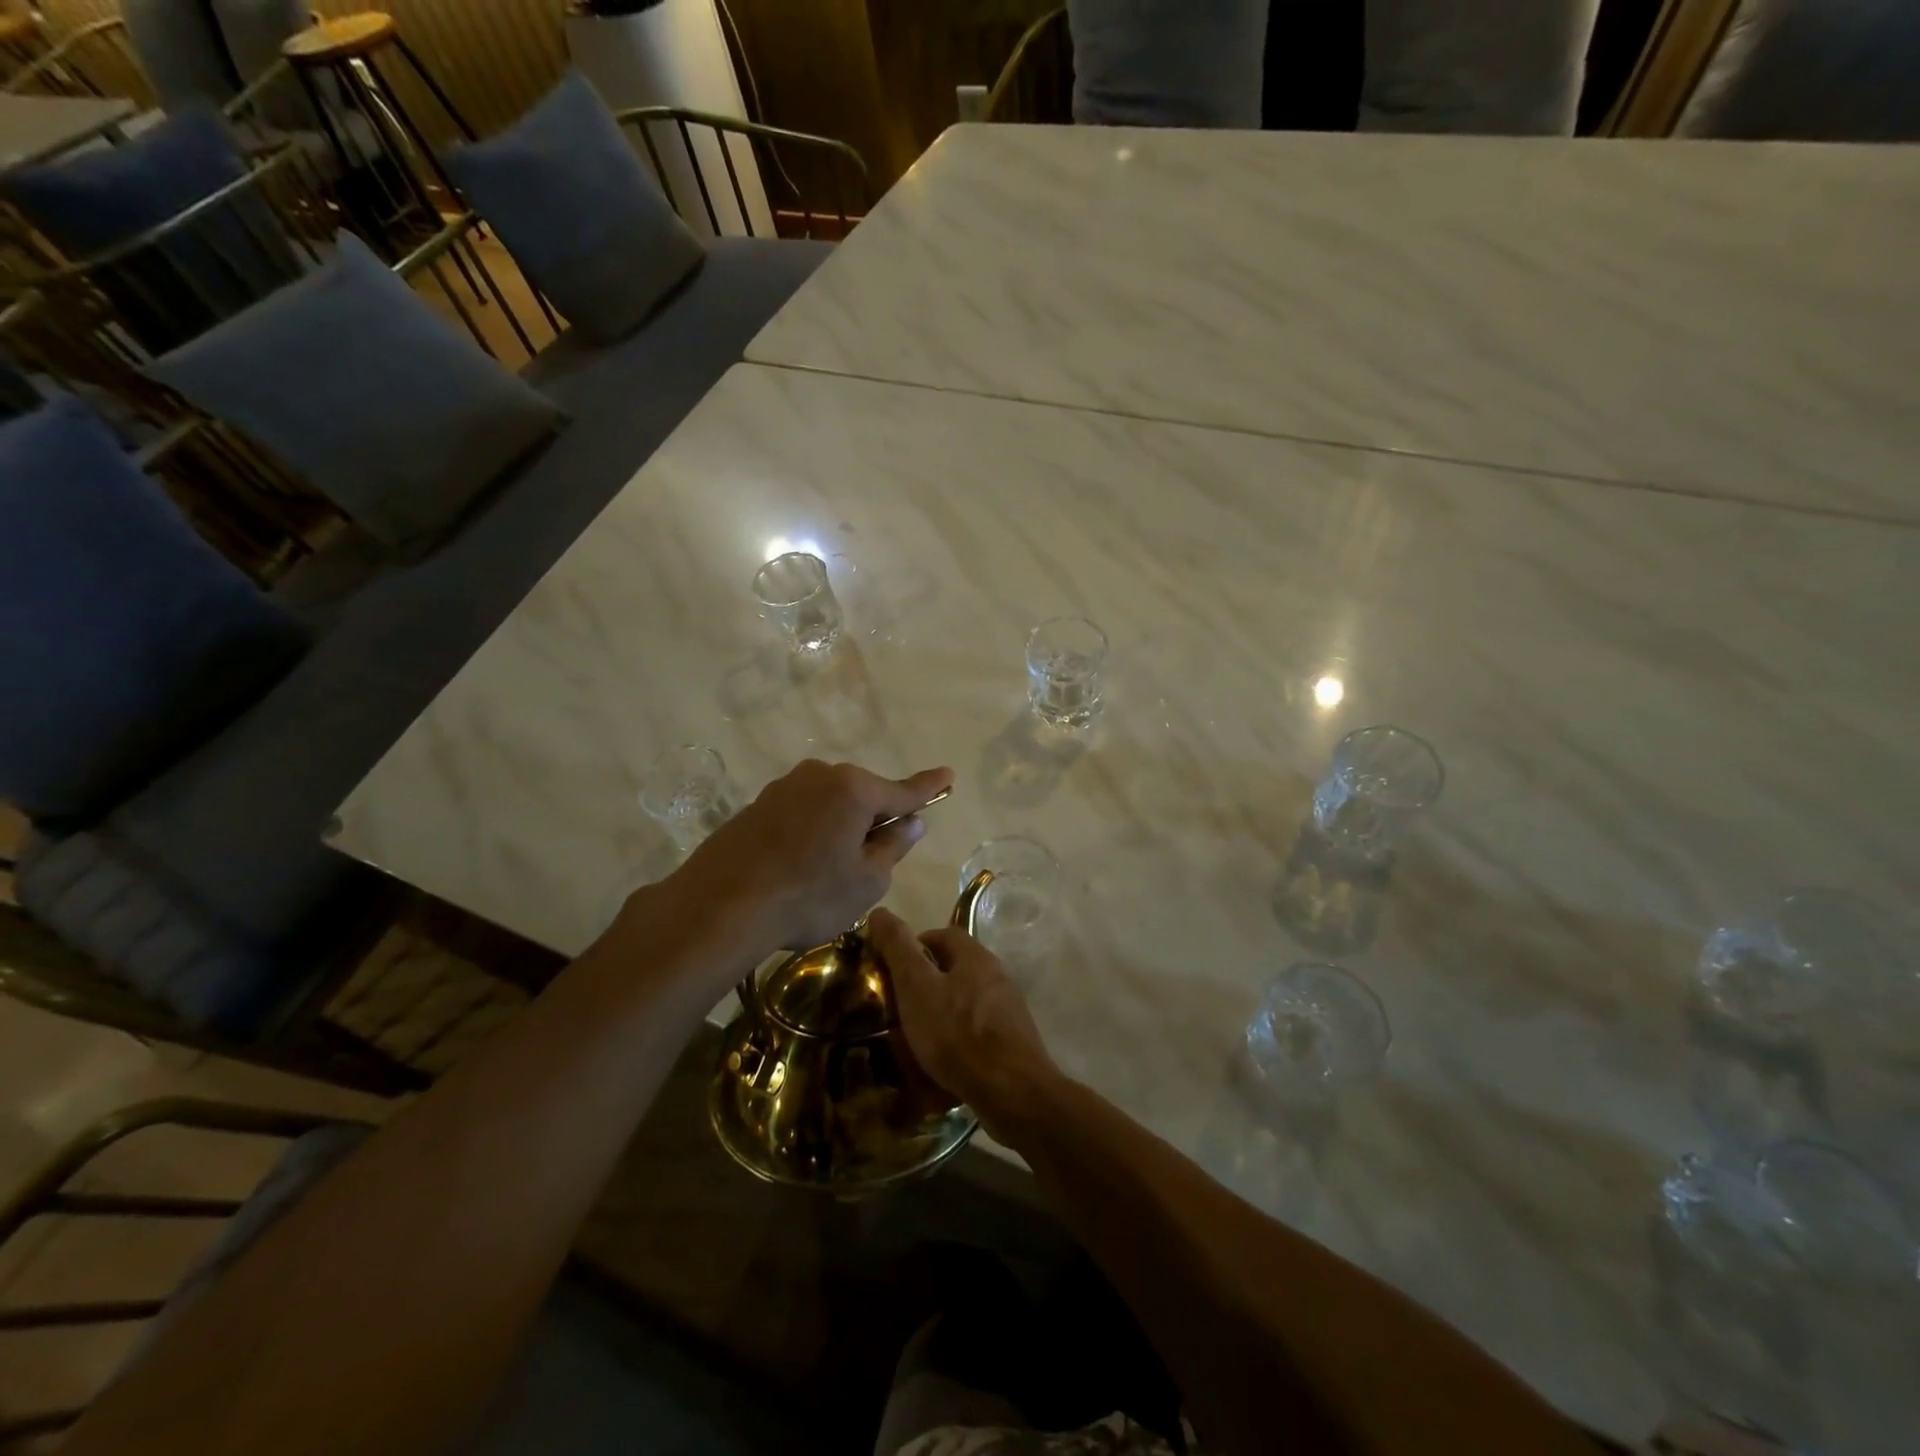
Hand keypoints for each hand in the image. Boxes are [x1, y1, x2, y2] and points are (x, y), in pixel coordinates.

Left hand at [670, 759, 951, 954]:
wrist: (720, 906)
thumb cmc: (808, 895)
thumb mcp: (866, 881)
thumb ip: (893, 846)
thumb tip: (910, 822)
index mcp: (854, 789)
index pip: (903, 791)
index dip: (929, 788)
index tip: (949, 774)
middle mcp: (819, 776)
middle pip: (863, 796)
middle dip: (874, 820)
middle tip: (874, 861)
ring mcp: (784, 788)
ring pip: (829, 805)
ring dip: (840, 828)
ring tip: (828, 873)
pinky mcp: (756, 806)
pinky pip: (801, 814)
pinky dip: (810, 834)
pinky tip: (797, 868)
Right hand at [869, 909, 1060, 1140]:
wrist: (1012, 1093)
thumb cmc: (958, 1034)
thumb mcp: (917, 987)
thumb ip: (898, 949)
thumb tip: (879, 912)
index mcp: (975, 956)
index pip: (942, 935)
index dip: (914, 946)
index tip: (890, 969)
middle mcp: (996, 976)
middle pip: (954, 969)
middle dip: (924, 984)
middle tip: (896, 1008)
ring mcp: (1007, 1011)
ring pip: (963, 1003)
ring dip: (938, 1016)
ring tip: (912, 1040)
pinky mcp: (1011, 1043)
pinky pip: (974, 1034)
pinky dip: (954, 1043)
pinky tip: (938, 1067)